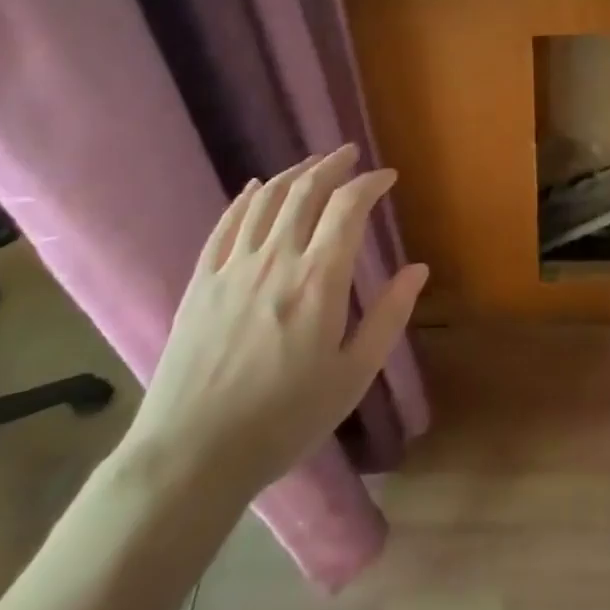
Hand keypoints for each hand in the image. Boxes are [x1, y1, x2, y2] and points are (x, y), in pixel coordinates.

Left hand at [118, 145, 427, 509]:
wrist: (192, 455)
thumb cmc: (283, 420)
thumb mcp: (352, 376)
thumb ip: (388, 317)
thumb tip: (418, 269)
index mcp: (319, 279)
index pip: (348, 207)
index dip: (370, 183)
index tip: (386, 177)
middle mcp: (276, 258)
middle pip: (305, 191)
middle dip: (332, 165)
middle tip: (349, 155)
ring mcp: (233, 266)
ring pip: (266, 199)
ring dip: (292, 173)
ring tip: (311, 164)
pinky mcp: (201, 281)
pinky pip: (226, 224)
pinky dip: (245, 198)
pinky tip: (254, 188)